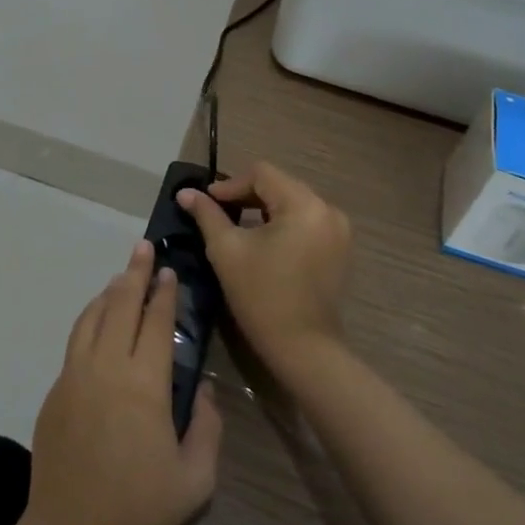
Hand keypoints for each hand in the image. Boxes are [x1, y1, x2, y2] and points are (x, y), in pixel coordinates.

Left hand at [24, 240, 222, 524]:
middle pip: (121, 305)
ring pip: (93, 316)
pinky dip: (90, 317)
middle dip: (135, 273)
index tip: (169, 271)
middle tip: (143, 248)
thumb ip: (209, 428)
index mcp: (144, 384)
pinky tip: (97, 317)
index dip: (164, 294)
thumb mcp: (195, 479)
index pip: (156, 323)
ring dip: (110, 291)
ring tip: (122, 276)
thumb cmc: (138, 508)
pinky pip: (76, 338)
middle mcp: (107, 367)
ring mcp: (76, 374)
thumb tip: (206, 389)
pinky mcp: (57, 388)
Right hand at [178, 162, 351, 374]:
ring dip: (264, 209)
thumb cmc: (262, 296)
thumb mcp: (227, 250)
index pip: (262, 174)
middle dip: (247, 195)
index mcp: (304, 204)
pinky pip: (305, 221)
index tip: (206, 202)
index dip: (230, 185)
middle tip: (217, 211)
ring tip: (236, 224)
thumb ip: (207, 215)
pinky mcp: (339, 249)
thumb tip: (185, 193)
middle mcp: (327, 210)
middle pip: (279, 186)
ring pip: (292, 203)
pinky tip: (262, 240)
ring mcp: (338, 230)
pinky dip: (282, 223)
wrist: (304, 349)